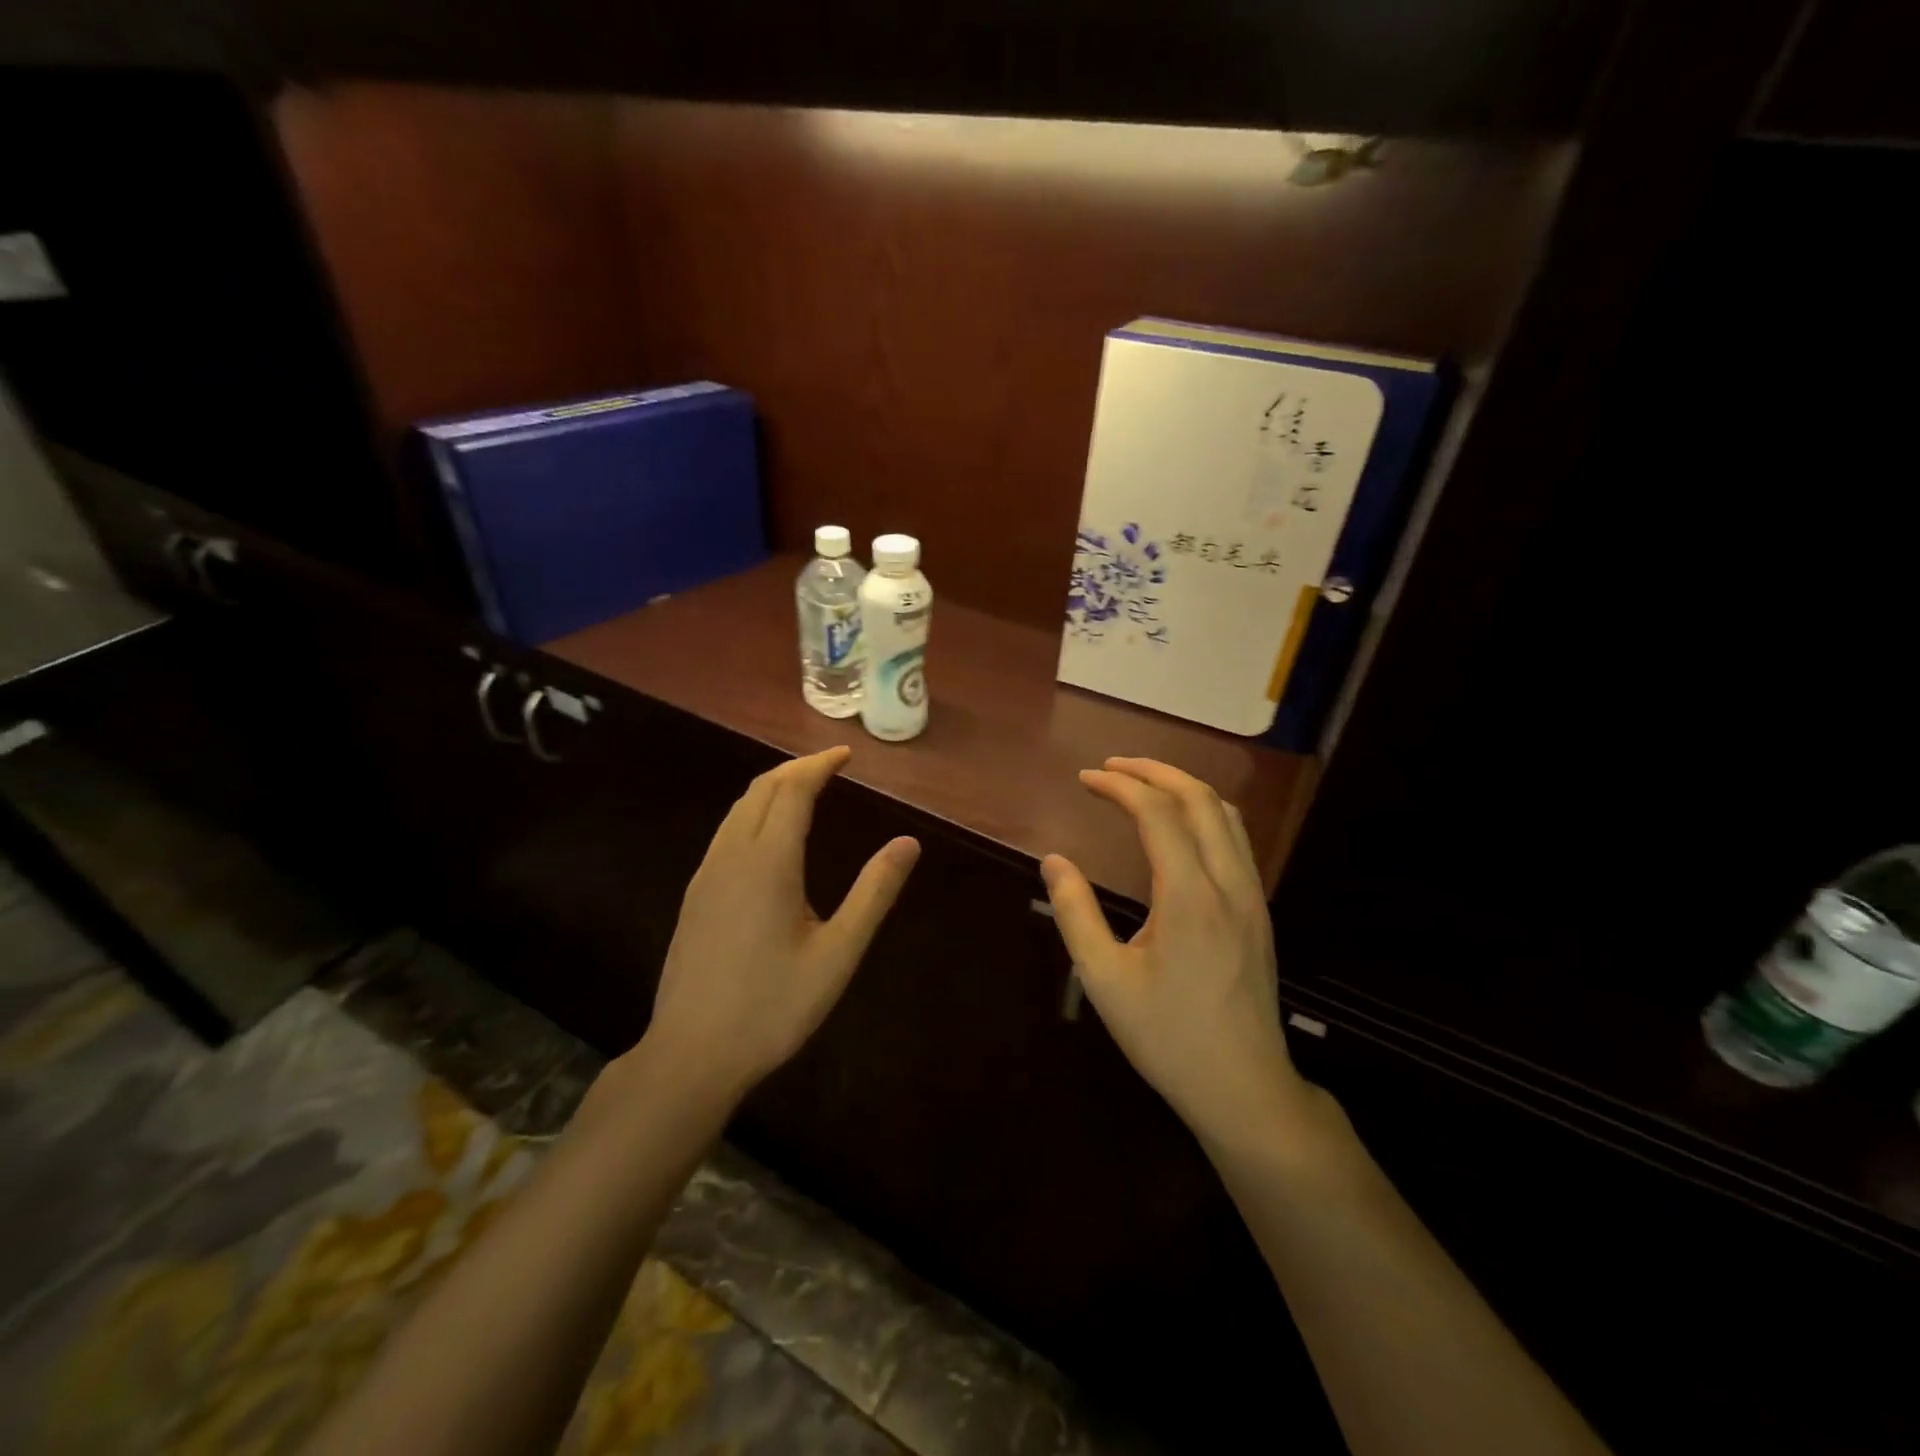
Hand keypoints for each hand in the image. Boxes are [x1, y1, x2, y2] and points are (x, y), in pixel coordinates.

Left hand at [642, 746, 919, 1097]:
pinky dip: (753, 812)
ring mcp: (706, 875)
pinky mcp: (695, 896)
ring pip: (738, 809)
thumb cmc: (773, 1006)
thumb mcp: (838, 954)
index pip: (793, 790)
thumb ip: (874, 893)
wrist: (691, 1054)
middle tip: (831, 766)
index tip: (846, 754)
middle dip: (796, 769)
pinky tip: (769, 837)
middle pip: (761, 790)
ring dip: (772, 788)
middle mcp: (732, 856)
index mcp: (768, 862)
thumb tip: (908, 843)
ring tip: (804, 790)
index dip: (819, 765)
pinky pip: (726, 832)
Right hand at [1041, 757, 1309, 1143]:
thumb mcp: (1104, 980)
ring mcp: (1252, 896)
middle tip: (1112, 767)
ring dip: (1184, 788)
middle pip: (1200, 798)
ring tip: (1143, 785)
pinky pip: (1237, 840)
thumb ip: (1075, 913)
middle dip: (1154, 771)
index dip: (1120, 785)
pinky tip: (1180, 828)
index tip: (1085, 779)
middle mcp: (1228, 883)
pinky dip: (1205, 814)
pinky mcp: (1259, 912)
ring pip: (1226, 815)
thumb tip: (1054, 861)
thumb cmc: (1167, 1037)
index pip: (1157, 813)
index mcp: (1190, 896)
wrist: (1243, 1087)